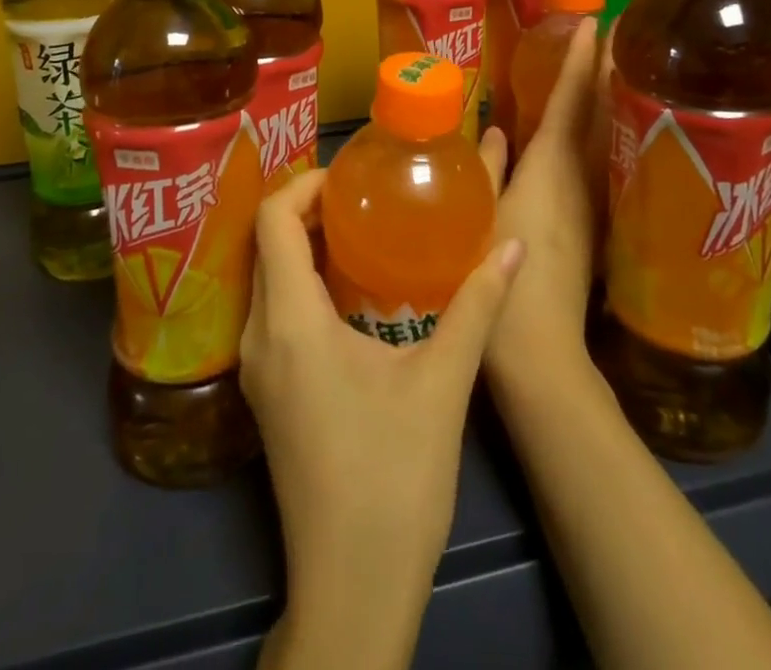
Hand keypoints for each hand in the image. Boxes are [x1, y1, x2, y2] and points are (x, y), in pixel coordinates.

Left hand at [241, 167, 524, 669]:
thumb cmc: (394, 479)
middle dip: (307, 211)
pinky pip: (272, 311)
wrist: (350, 590)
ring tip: (360, 233)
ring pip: (266, 278)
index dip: (303, 186)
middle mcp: (259, 336)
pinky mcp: (266, 393)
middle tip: (363, 199)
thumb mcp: (442, 385)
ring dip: (303, 246)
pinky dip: (301, 282)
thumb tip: (514, 246)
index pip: (271, 221)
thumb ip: (476, 307)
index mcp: (291, 322)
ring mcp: (256, 368)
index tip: (349, 180)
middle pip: (264, 244)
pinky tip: (348, 291)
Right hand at [484, 16, 608, 383]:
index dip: (580, 59)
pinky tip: (607, 128)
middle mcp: (582, 177)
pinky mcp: (599, 224)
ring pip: (611, 135)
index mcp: (550, 168)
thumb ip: (488, 168)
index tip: (592, 20)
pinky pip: (606, 162)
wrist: (540, 351)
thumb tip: (494, 130)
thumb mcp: (480, 216)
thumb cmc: (499, 277)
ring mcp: (596, 201)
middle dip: (613, 68)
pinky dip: (609, 133)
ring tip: (618, 63)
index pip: (571, 100)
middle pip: (604, 112)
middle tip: (621, 28)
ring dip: (616, 97)